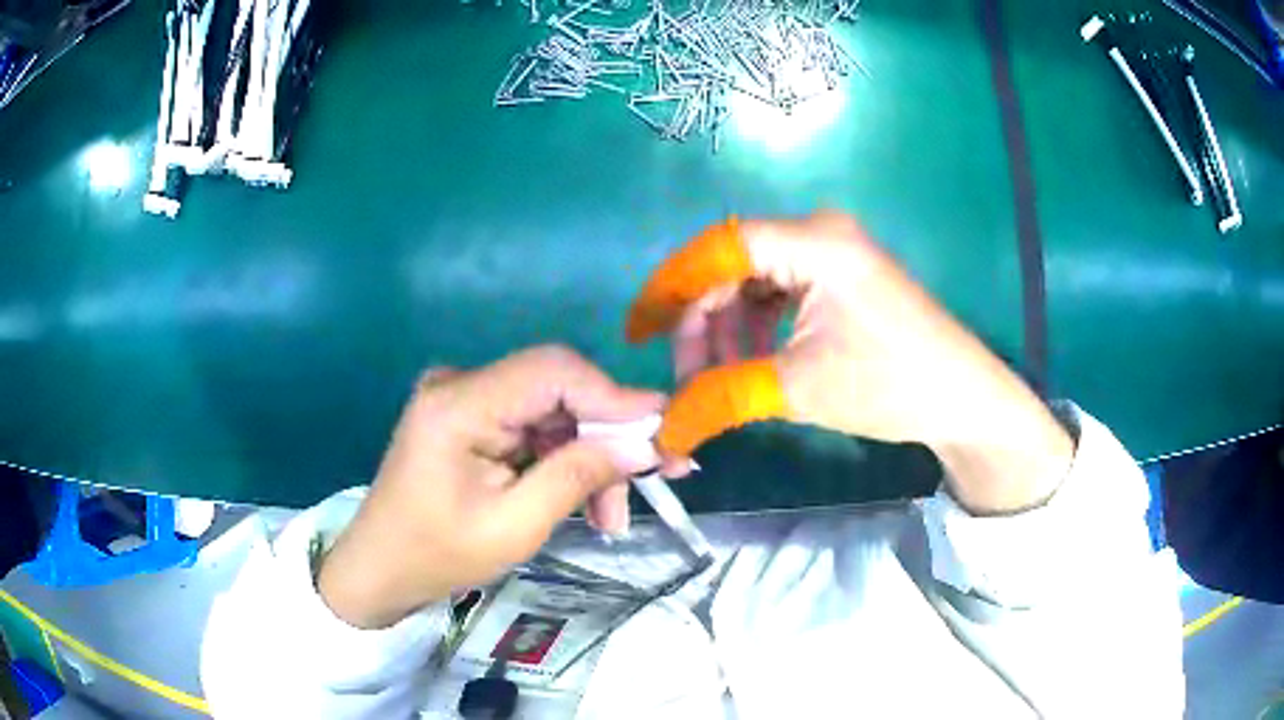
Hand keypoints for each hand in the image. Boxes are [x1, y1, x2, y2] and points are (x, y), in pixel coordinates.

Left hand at [317, 346, 663, 628]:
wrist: (381, 568)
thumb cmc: (437, 555)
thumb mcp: (514, 527)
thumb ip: (577, 477)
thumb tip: (644, 443)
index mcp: (458, 403)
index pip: (552, 370)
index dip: (614, 395)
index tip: (665, 431)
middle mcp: (461, 384)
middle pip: (559, 390)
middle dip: (609, 437)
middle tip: (658, 478)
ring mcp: (465, 398)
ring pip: (554, 413)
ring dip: (590, 458)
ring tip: (611, 518)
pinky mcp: (472, 418)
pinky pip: (534, 428)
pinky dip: (564, 462)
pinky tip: (584, 503)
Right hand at [627, 212, 1073, 513]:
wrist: (964, 400)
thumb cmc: (891, 386)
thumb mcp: (798, 389)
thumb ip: (721, 398)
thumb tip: (664, 430)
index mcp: (814, 242)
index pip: (717, 248)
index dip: (670, 290)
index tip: (638, 333)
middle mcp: (819, 232)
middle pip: (732, 265)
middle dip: (702, 323)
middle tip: (688, 378)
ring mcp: (832, 252)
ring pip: (752, 281)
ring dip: (729, 330)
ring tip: (723, 381)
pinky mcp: (840, 275)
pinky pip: (779, 291)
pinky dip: (756, 328)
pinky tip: (752, 363)